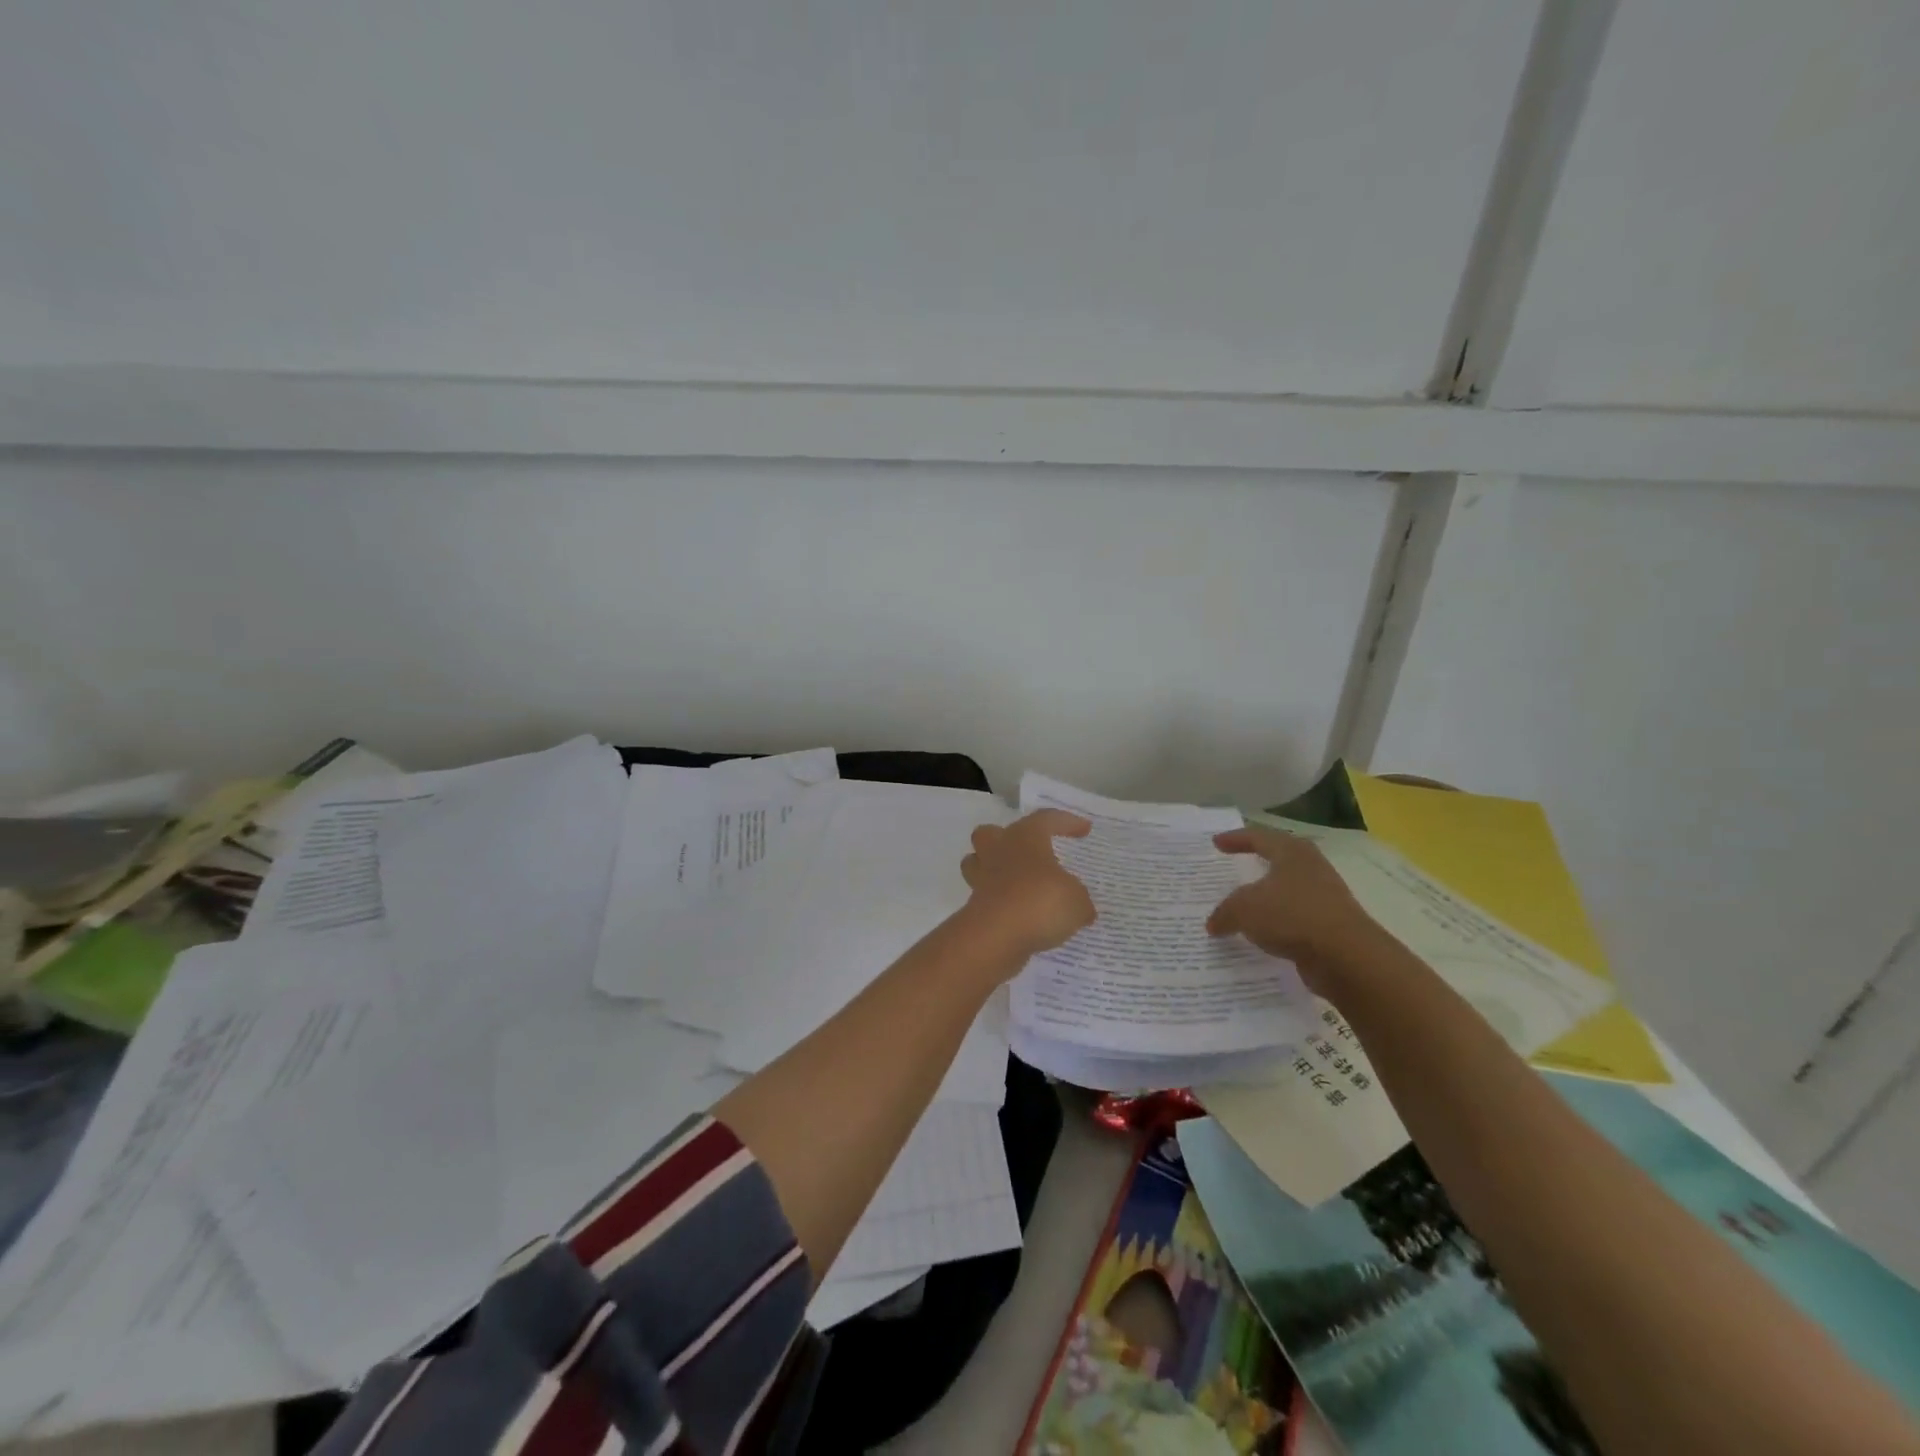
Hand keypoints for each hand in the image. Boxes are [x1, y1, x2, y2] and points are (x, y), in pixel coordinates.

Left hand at [959, 810, 1095, 959]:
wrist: (997, 936)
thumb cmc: (1040, 902)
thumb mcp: (1076, 901)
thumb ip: (1079, 900)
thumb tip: (1081, 908)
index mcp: (1025, 837)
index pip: (1046, 819)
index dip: (1066, 822)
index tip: (1084, 830)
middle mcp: (998, 851)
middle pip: (991, 833)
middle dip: (1005, 839)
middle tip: (1028, 852)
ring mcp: (981, 878)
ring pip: (978, 863)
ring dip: (994, 869)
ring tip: (1017, 883)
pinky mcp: (974, 906)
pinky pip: (986, 897)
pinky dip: (1000, 902)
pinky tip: (1020, 915)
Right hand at [1207, 827, 1383, 991]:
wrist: (1347, 957)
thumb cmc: (1292, 916)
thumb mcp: (1244, 909)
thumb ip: (1224, 912)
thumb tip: (1214, 923)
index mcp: (1292, 852)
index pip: (1258, 837)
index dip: (1235, 839)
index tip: (1216, 843)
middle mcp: (1311, 868)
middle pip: (1278, 860)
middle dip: (1256, 864)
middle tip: (1234, 868)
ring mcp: (1325, 897)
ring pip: (1287, 891)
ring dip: (1267, 898)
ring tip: (1244, 906)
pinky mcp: (1330, 925)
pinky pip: (1295, 919)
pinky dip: (1277, 924)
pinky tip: (1262, 935)